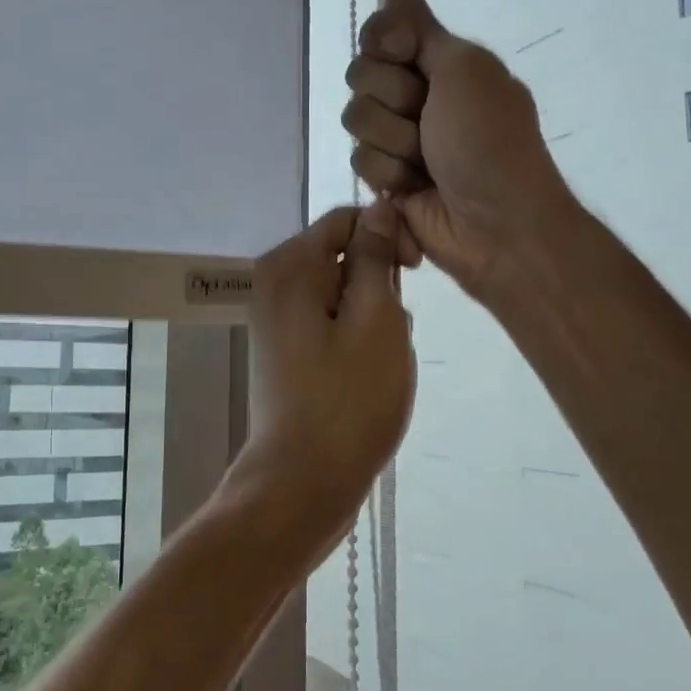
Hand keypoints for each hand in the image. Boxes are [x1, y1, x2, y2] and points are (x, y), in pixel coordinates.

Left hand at [239, 203, 414, 541]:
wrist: (303, 482)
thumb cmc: (347, 399)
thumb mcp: (376, 319)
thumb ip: (375, 257)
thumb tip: (378, 208)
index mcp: (289, 267)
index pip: (347, 220)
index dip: (388, 237)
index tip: (416, 272)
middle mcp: (275, 286)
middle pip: (343, 259)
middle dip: (381, 287)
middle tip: (395, 331)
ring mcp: (278, 323)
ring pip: (344, 297)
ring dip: (374, 319)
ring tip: (384, 361)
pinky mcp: (288, 354)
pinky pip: (332, 328)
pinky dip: (358, 342)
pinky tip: (372, 376)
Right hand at [343, 0, 574, 300]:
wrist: (496, 224)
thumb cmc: (488, 141)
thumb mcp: (464, 70)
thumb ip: (422, 28)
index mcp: (443, 63)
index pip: (383, 32)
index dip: (383, 39)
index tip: (402, 50)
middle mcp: (418, 95)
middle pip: (362, 74)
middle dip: (392, 97)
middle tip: (427, 118)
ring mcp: (400, 138)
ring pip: (356, 119)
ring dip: (393, 141)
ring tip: (426, 162)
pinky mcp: (387, 178)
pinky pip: (360, 161)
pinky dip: (389, 174)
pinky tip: (414, 188)